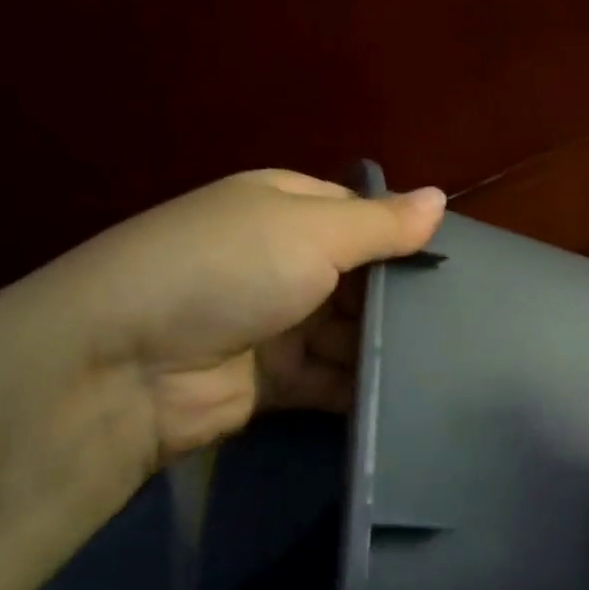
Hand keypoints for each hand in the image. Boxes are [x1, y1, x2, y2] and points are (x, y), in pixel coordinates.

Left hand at [23, 169, 444, 466]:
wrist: (123, 368)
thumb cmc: (230, 270)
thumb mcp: (312, 232)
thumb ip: (382, 223)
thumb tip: (442, 197)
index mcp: (286, 207)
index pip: (362, 214)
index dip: (405, 235)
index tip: (457, 262)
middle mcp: (283, 259)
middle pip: (361, 276)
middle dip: (402, 296)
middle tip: (466, 317)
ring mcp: (279, 321)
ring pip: (352, 330)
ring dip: (388, 343)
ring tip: (452, 358)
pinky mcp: (275, 380)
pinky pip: (334, 378)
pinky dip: (365, 385)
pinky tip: (413, 392)